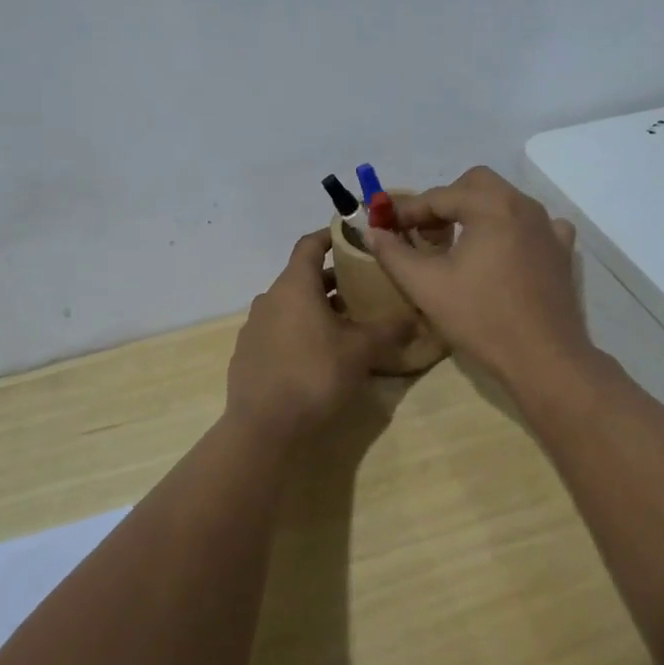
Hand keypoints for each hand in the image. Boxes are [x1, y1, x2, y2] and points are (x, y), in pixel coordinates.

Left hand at [225, 229, 412, 439]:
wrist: (264, 429)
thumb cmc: (315, 375)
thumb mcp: (361, 351)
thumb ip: (389, 330)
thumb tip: (415, 317)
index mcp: (294, 286)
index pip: (309, 244)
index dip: (331, 236)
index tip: (352, 236)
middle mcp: (269, 298)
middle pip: (302, 277)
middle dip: (332, 280)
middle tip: (362, 288)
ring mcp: (254, 327)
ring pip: (289, 305)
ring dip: (316, 308)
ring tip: (345, 324)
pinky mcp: (248, 355)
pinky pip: (278, 330)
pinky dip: (299, 331)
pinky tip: (318, 355)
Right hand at [368, 166, 593, 389]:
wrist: (544, 359)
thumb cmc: (481, 318)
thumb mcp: (426, 286)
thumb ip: (393, 253)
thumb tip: (371, 231)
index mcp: (491, 205)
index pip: (438, 196)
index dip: (407, 210)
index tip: (385, 227)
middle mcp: (523, 205)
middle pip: (475, 184)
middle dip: (445, 202)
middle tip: (425, 234)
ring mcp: (548, 227)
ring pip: (504, 201)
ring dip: (476, 213)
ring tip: (457, 246)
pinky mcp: (562, 250)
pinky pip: (533, 224)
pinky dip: (511, 229)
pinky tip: (502, 253)